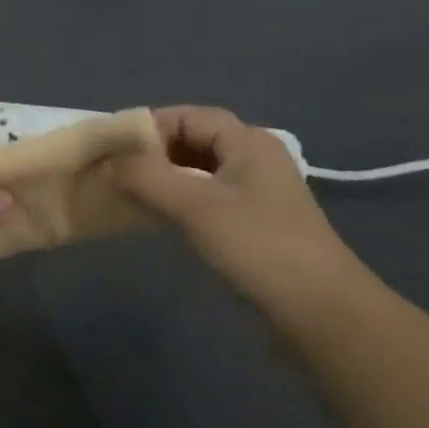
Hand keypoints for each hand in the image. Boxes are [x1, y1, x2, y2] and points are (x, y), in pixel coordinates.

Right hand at [113, 106, 356, 296]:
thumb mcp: (195, 206)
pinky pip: (209, 195)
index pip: (188, 116)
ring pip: (200, 170)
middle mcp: (255, 158)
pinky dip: (181, 198)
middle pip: (194, 139)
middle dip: (154, 151)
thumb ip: (146, 177)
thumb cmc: (257, 245)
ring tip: (131, 192)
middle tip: (117, 171)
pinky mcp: (257, 222)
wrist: (322, 311)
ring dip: (166, 176)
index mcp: (248, 141)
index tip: (113, 147)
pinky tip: (161, 216)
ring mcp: (259, 192)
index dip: (149, 126)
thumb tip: (106, 162)